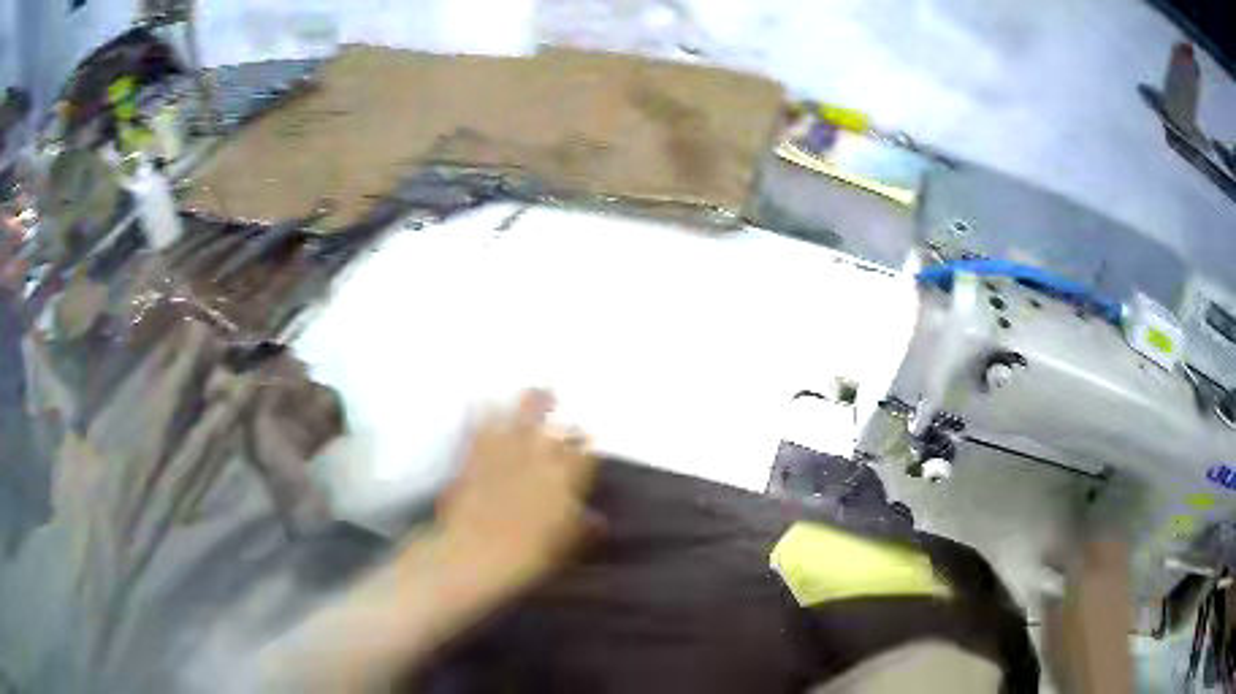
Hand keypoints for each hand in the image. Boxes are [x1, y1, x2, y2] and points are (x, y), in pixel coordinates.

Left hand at [436, 390, 596, 588]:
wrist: (473, 554)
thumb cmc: (524, 557)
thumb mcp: (563, 547)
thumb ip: (583, 527)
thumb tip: (600, 518)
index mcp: (563, 481)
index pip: (583, 453)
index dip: (586, 444)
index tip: (587, 439)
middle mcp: (538, 459)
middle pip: (555, 428)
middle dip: (563, 419)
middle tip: (563, 405)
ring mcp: (505, 453)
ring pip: (521, 418)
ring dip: (531, 403)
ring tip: (537, 391)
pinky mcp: (475, 455)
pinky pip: (480, 425)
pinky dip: (483, 410)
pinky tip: (483, 397)